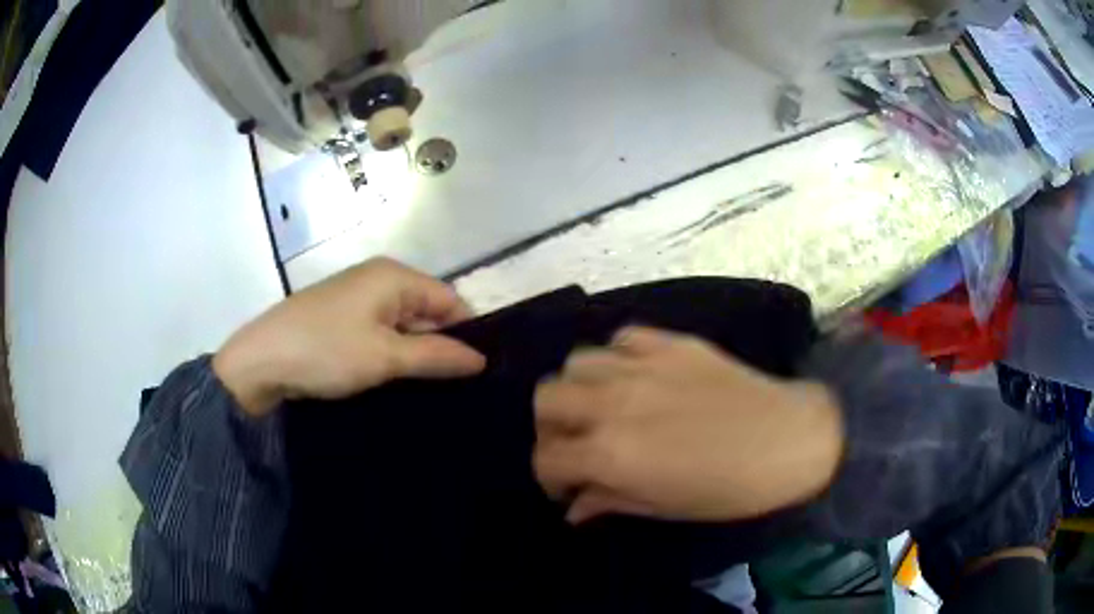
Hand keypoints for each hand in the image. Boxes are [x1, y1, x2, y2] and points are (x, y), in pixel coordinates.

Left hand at [213, 258, 485, 416]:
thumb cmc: (326, 351)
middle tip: (457, 386)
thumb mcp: (385, 357)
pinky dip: (390, 353)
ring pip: (402, 324)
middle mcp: (377, 279)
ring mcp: (356, 298)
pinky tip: (395, 379)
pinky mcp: (340, 317)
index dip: (467, 333)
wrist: (260, 361)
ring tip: (430, 388)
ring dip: (414, 352)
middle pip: (426, 310)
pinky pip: (379, 331)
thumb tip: (481, 359)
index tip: (478, 372)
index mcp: (393, 276)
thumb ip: (436, 355)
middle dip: (440, 345)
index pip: (449, 299)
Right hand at [534, 327, 843, 523]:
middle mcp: (614, 402)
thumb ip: (609, 502)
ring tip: (602, 408)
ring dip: (578, 389)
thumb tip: (574, 508)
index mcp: (611, 453)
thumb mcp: (664, 508)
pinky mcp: (670, 343)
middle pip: (545, 398)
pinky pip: (623, 338)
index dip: (548, 477)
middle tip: (577, 445)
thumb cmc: (729, 489)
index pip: (546, 457)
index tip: (567, 488)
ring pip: (576, 362)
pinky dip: (617, 357)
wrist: (790, 440)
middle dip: (550, 428)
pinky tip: (635, 376)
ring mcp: (642, 365)